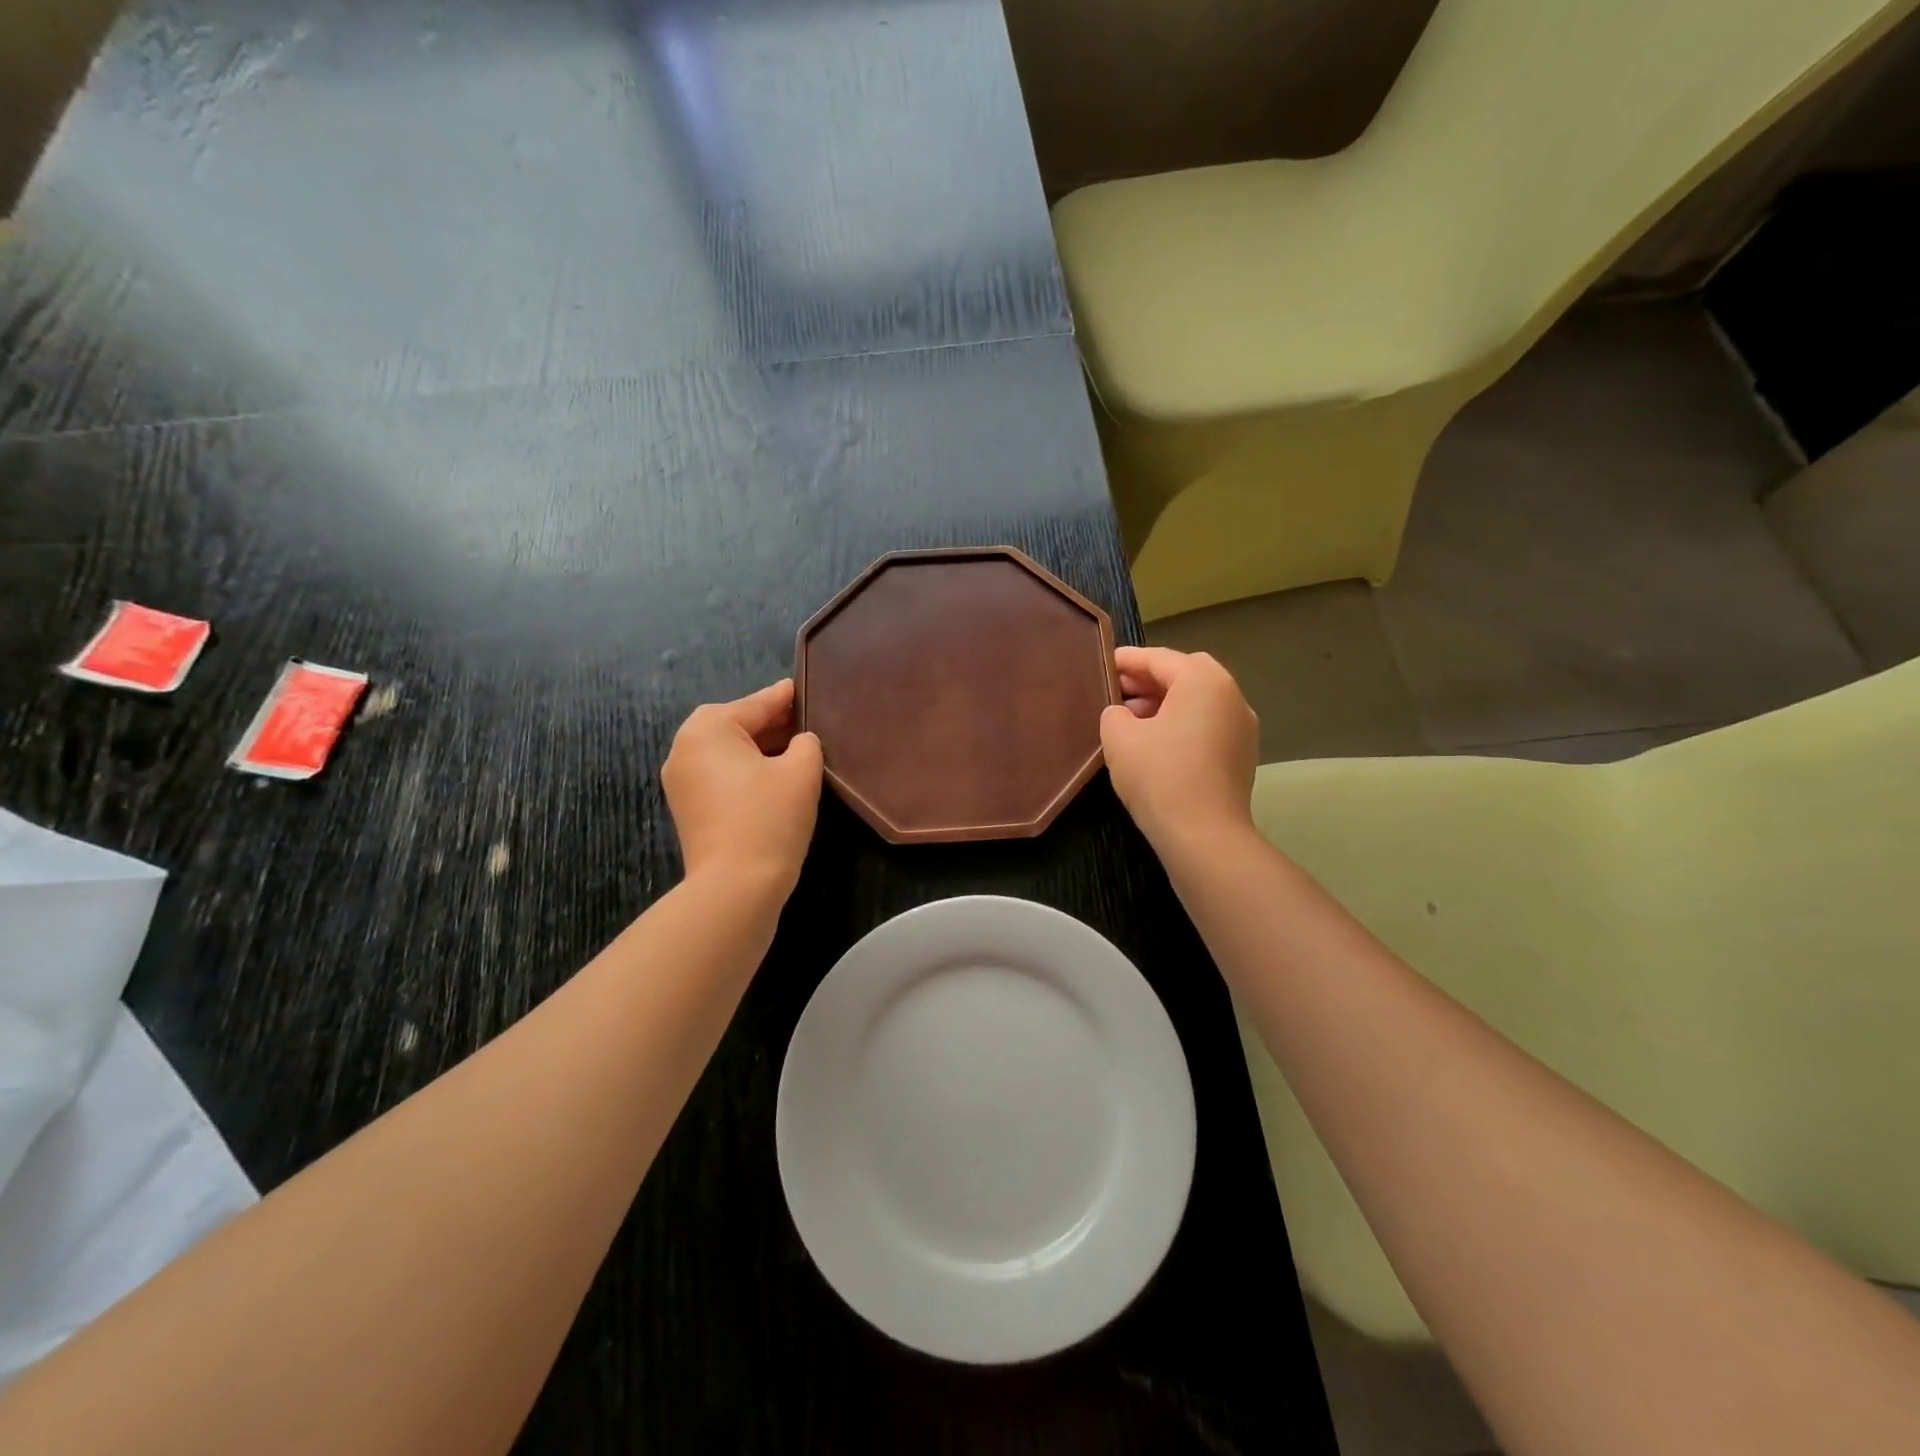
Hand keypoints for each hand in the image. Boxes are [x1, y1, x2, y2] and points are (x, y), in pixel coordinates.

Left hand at [663, 679, 823, 895]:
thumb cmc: (769, 818)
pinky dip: (746, 771)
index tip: (806, 687)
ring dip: (760, 749)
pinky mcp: (688, 807)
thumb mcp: (801, 771)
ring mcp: (681, 780)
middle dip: (773, 724)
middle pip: (738, 725)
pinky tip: (775, 778)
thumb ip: (806, 743)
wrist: (735, 886)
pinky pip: (721, 775)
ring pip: (729, 751)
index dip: (787, 697)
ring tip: (797, 750)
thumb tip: (800, 741)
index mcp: (708, 728)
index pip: (758, 703)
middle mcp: (684, 746)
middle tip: (808, 723)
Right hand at [1101, 647, 1258, 851]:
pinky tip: (1155, 742)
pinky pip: (1207, 724)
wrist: (1203, 834)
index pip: (1160, 659)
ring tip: (1131, 718)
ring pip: (1199, 701)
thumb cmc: (1159, 775)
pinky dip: (1182, 723)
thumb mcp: (1119, 737)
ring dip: (1166, 702)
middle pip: (1186, 674)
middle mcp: (1231, 696)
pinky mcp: (1242, 755)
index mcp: (1204, 681)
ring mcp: (1242, 727)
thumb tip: (1122, 715)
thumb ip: (1114, 714)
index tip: (1105, 663)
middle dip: (1150, 679)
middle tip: (1118, 690)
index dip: (1129, 660)